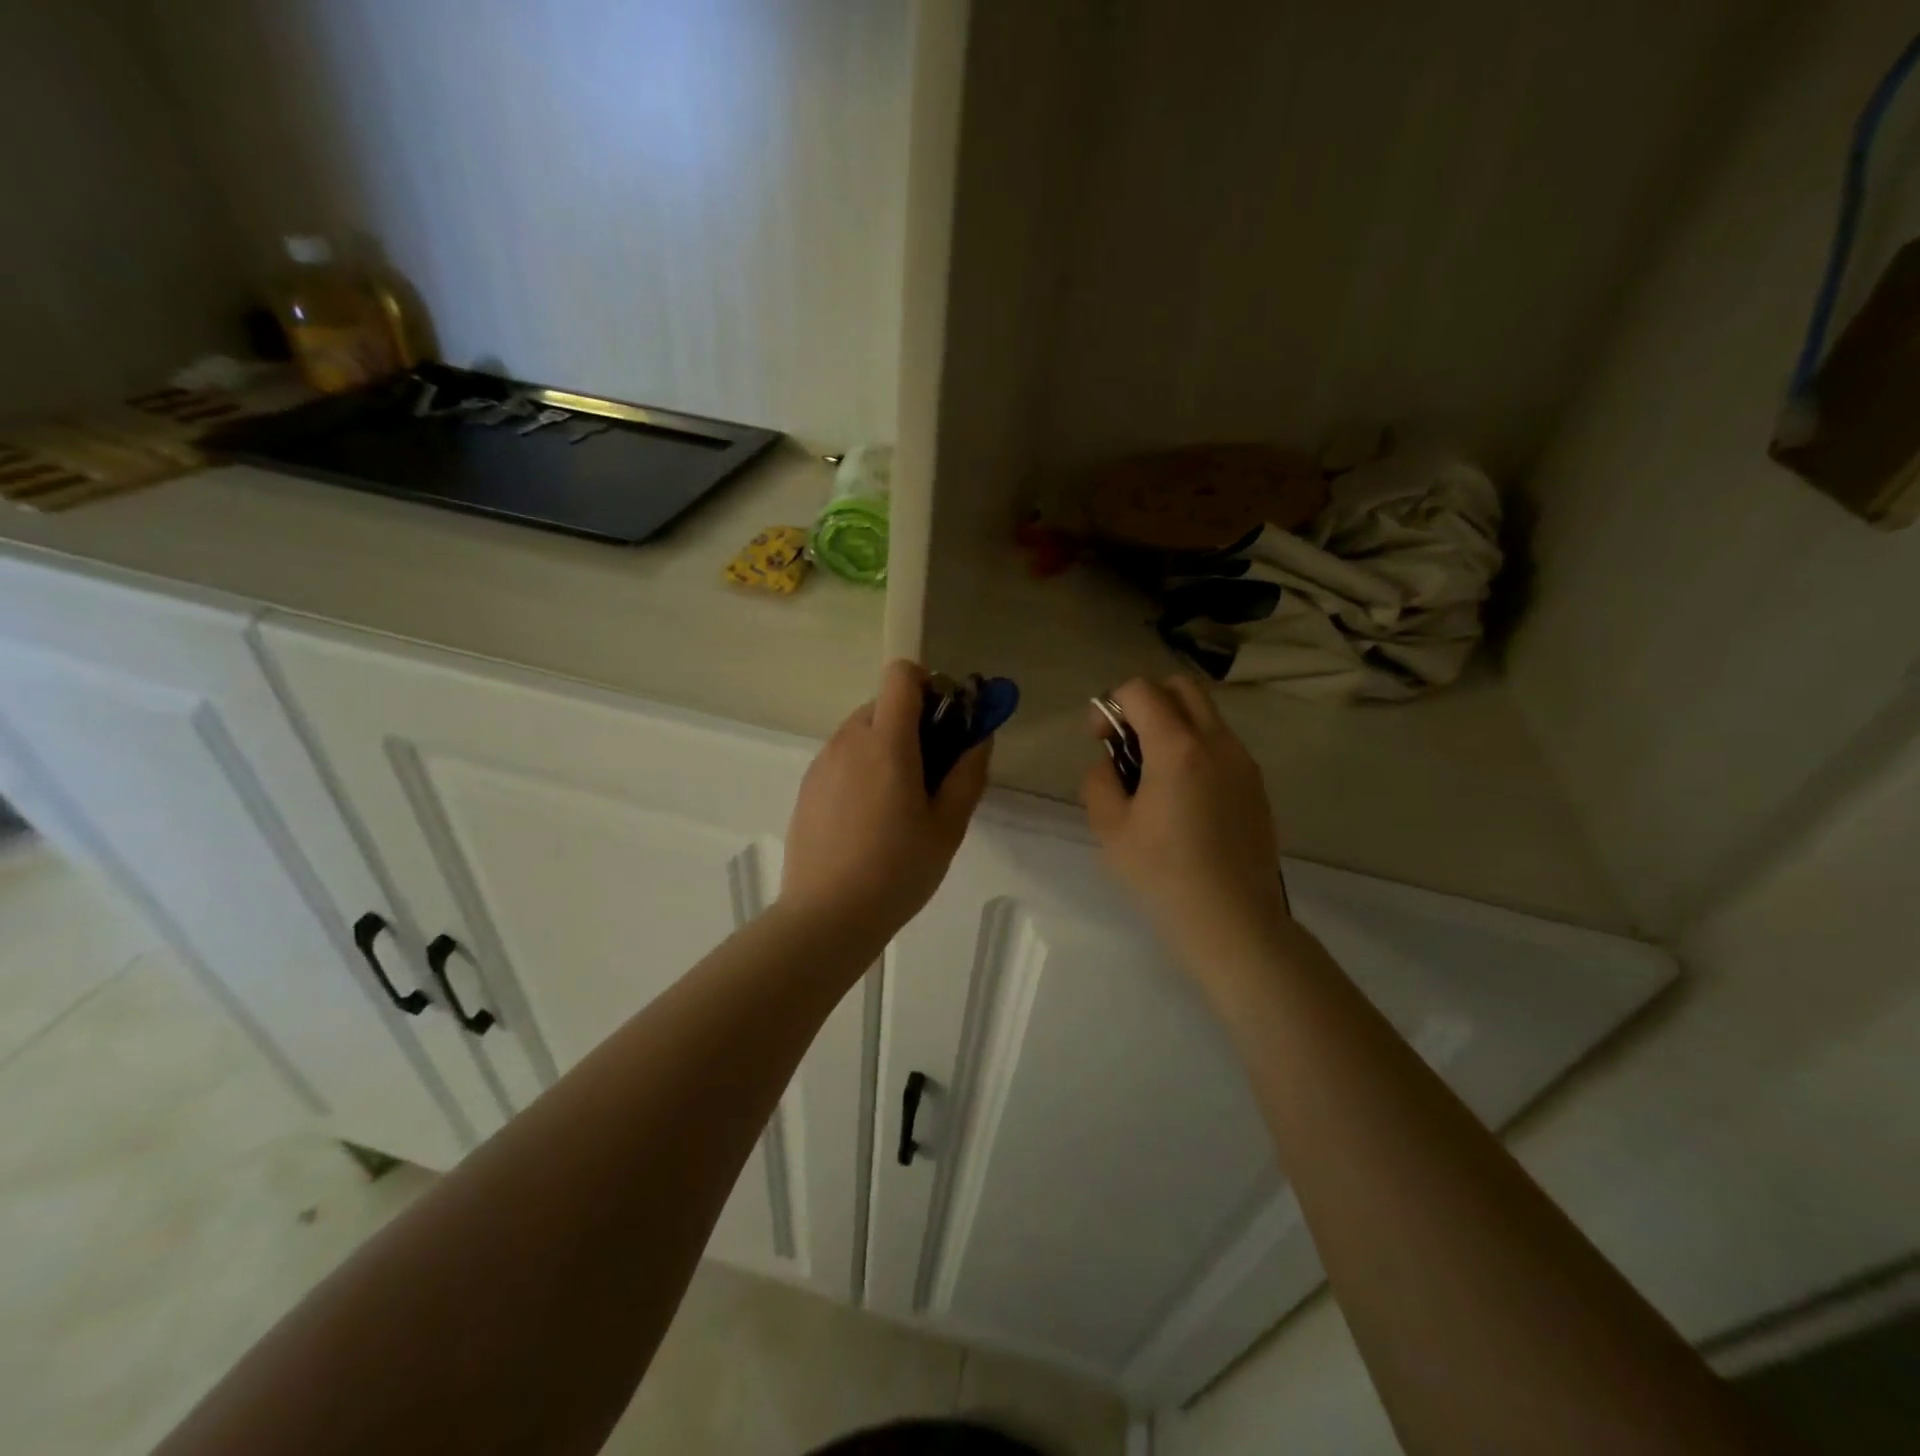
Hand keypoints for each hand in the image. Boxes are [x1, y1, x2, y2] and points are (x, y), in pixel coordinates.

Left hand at [778, 660, 990, 940]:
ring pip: (861, 731)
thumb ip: (968, 771)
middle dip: (911, 724)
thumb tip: (979, 734)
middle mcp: (848, 740)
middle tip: (930, 772)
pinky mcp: (807, 786)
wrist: (826, 917)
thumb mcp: (948, 826)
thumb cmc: (898, 871)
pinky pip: (841, 757)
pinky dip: (861, 768)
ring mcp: (821, 763)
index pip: (901, 675)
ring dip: (886, 747)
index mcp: (886, 742)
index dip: (928, 686)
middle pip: (883, 704)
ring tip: (898, 803)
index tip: (945, 723)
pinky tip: (867, 819)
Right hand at [1081, 676, 1289, 959]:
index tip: (1100, 739)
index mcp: (1177, 748)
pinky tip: (1183, 797)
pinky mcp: (1256, 785)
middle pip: (1181, 687)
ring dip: (1173, 725)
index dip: (1110, 705)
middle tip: (1128, 742)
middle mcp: (1217, 743)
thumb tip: (1111, 765)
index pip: (1141, 690)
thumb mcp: (1109, 828)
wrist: (1232, 920)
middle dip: (1147, 700)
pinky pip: (1221, 745)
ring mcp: (1243, 763)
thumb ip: (1100, 781)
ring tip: (1154, 774)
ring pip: (1205, 715)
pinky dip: (1195, 749)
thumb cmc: (1163, 875)